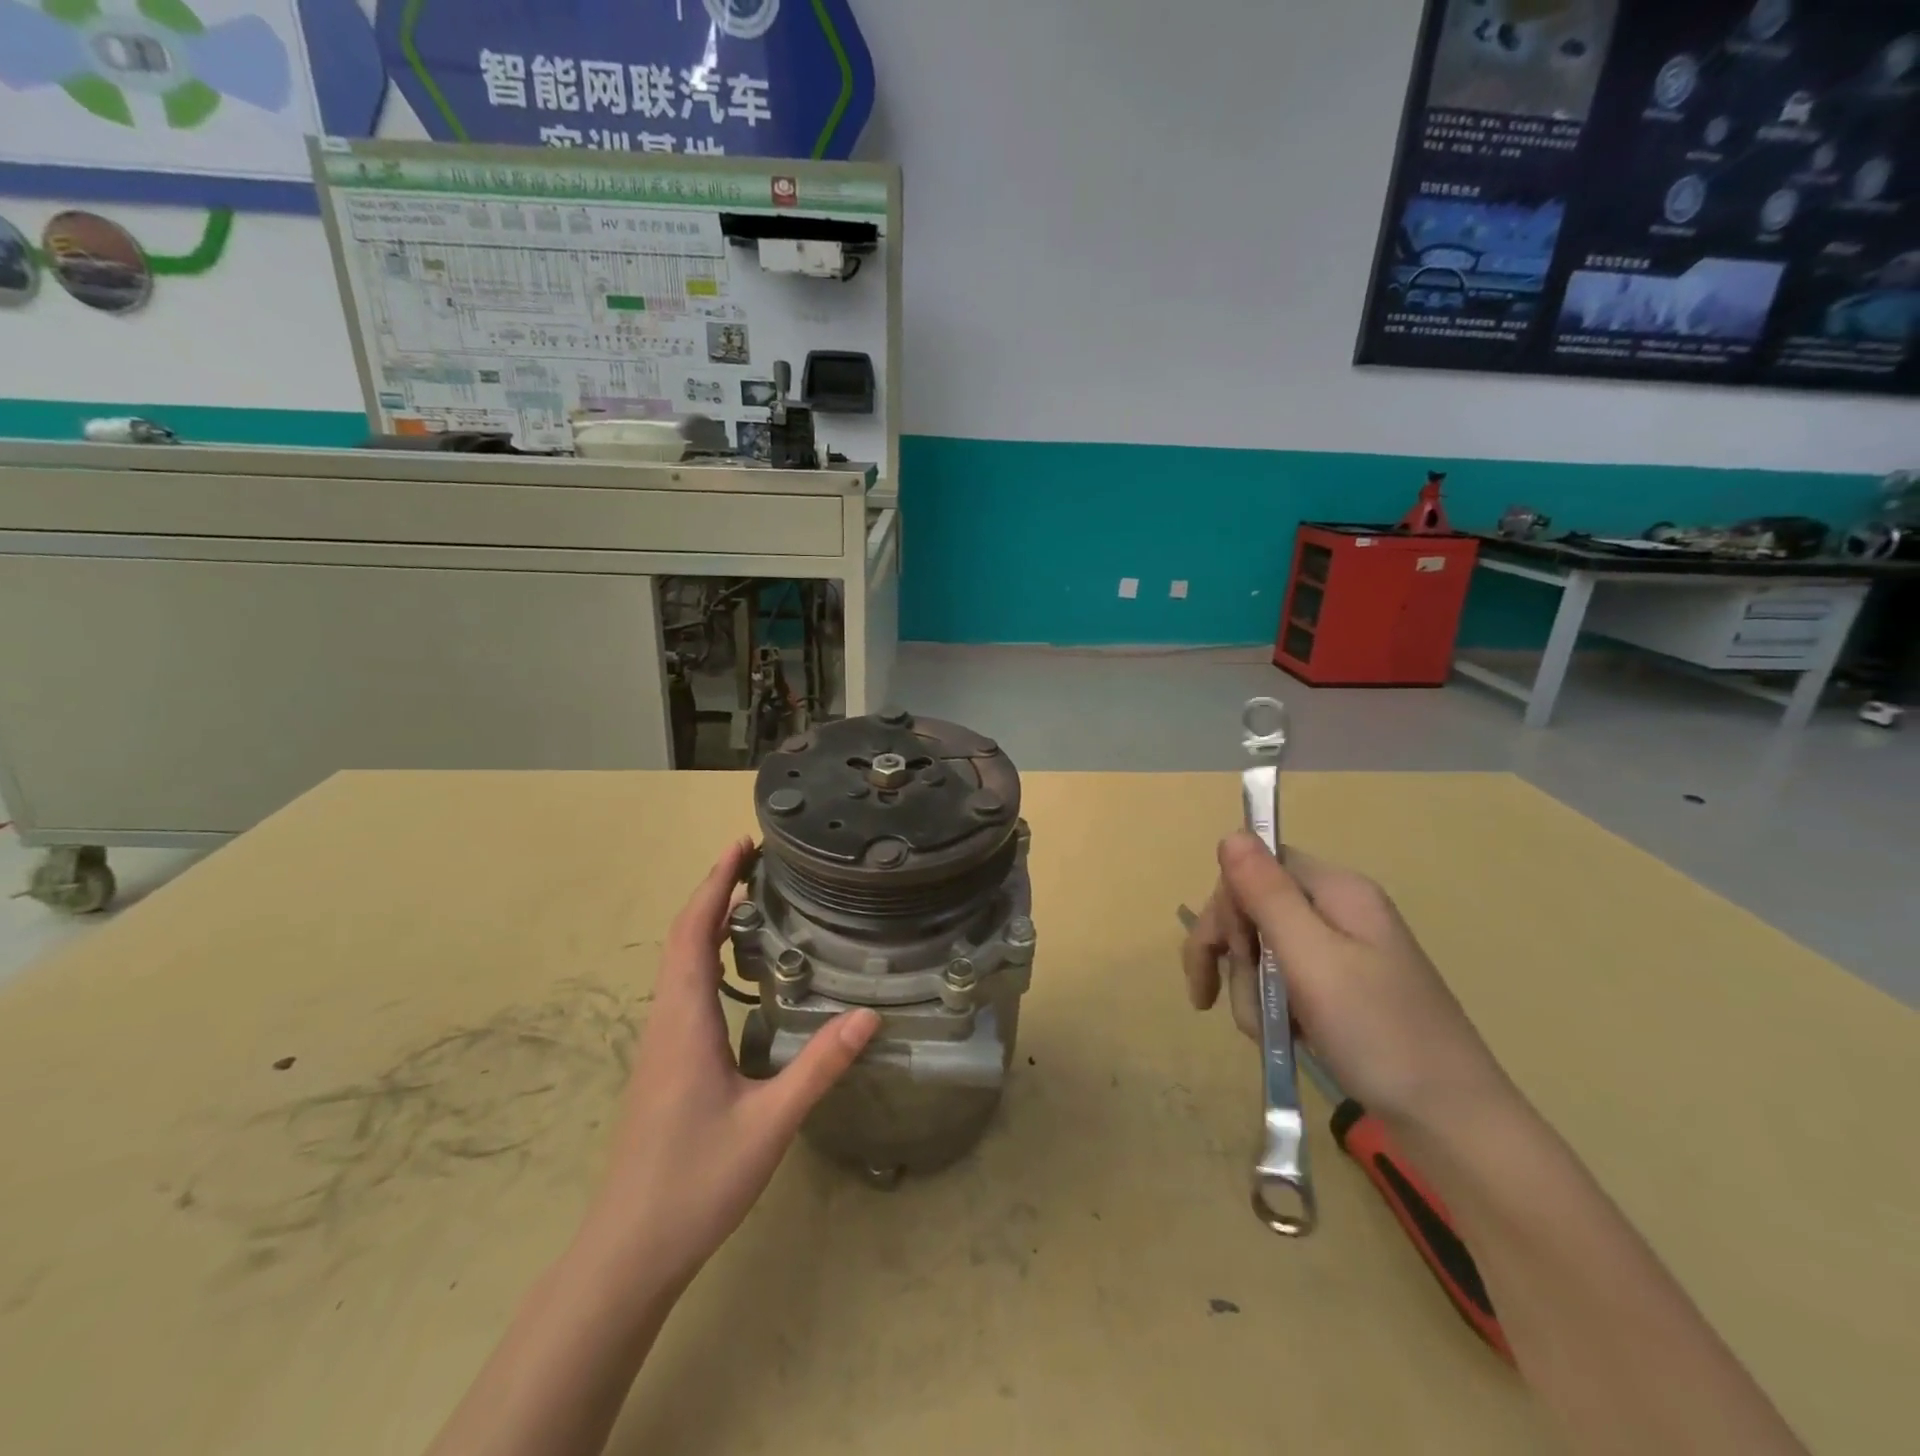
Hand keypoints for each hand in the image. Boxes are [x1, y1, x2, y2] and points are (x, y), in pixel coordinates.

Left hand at [580, 838, 879, 1294]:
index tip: (740, 845)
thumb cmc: (694, 1183)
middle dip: (714, 893)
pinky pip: (684, 989)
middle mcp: (666, 1020)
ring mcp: (661, 1043)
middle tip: (756, 862)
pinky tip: (739, 973)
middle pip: (683, 938)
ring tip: (752, 902)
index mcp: (684, 1020)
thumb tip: (868, 1015)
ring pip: (679, 964)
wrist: (628, 1252)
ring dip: (709, 923)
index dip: (714, 884)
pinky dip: (707, 957)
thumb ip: (818, 1067)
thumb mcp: (768, 1124)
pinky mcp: (664, 1063)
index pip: (693, 933)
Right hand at [1182, 833, 1511, 1130]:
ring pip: (1261, 949)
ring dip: (1250, 990)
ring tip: (1269, 1032)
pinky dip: (1269, 1008)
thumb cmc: (1380, 1035)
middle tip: (1227, 997)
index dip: (1229, 904)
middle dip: (1234, 954)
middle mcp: (1337, 910)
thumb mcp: (1313, 960)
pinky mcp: (1338, 988)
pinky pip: (1281, 981)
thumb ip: (1268, 894)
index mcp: (1338, 891)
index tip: (1228, 952)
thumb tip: (1232, 833)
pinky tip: (1281, 1037)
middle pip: (1253, 907)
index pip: (1256, 866)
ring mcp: (1339, 952)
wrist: (1452, 1123)